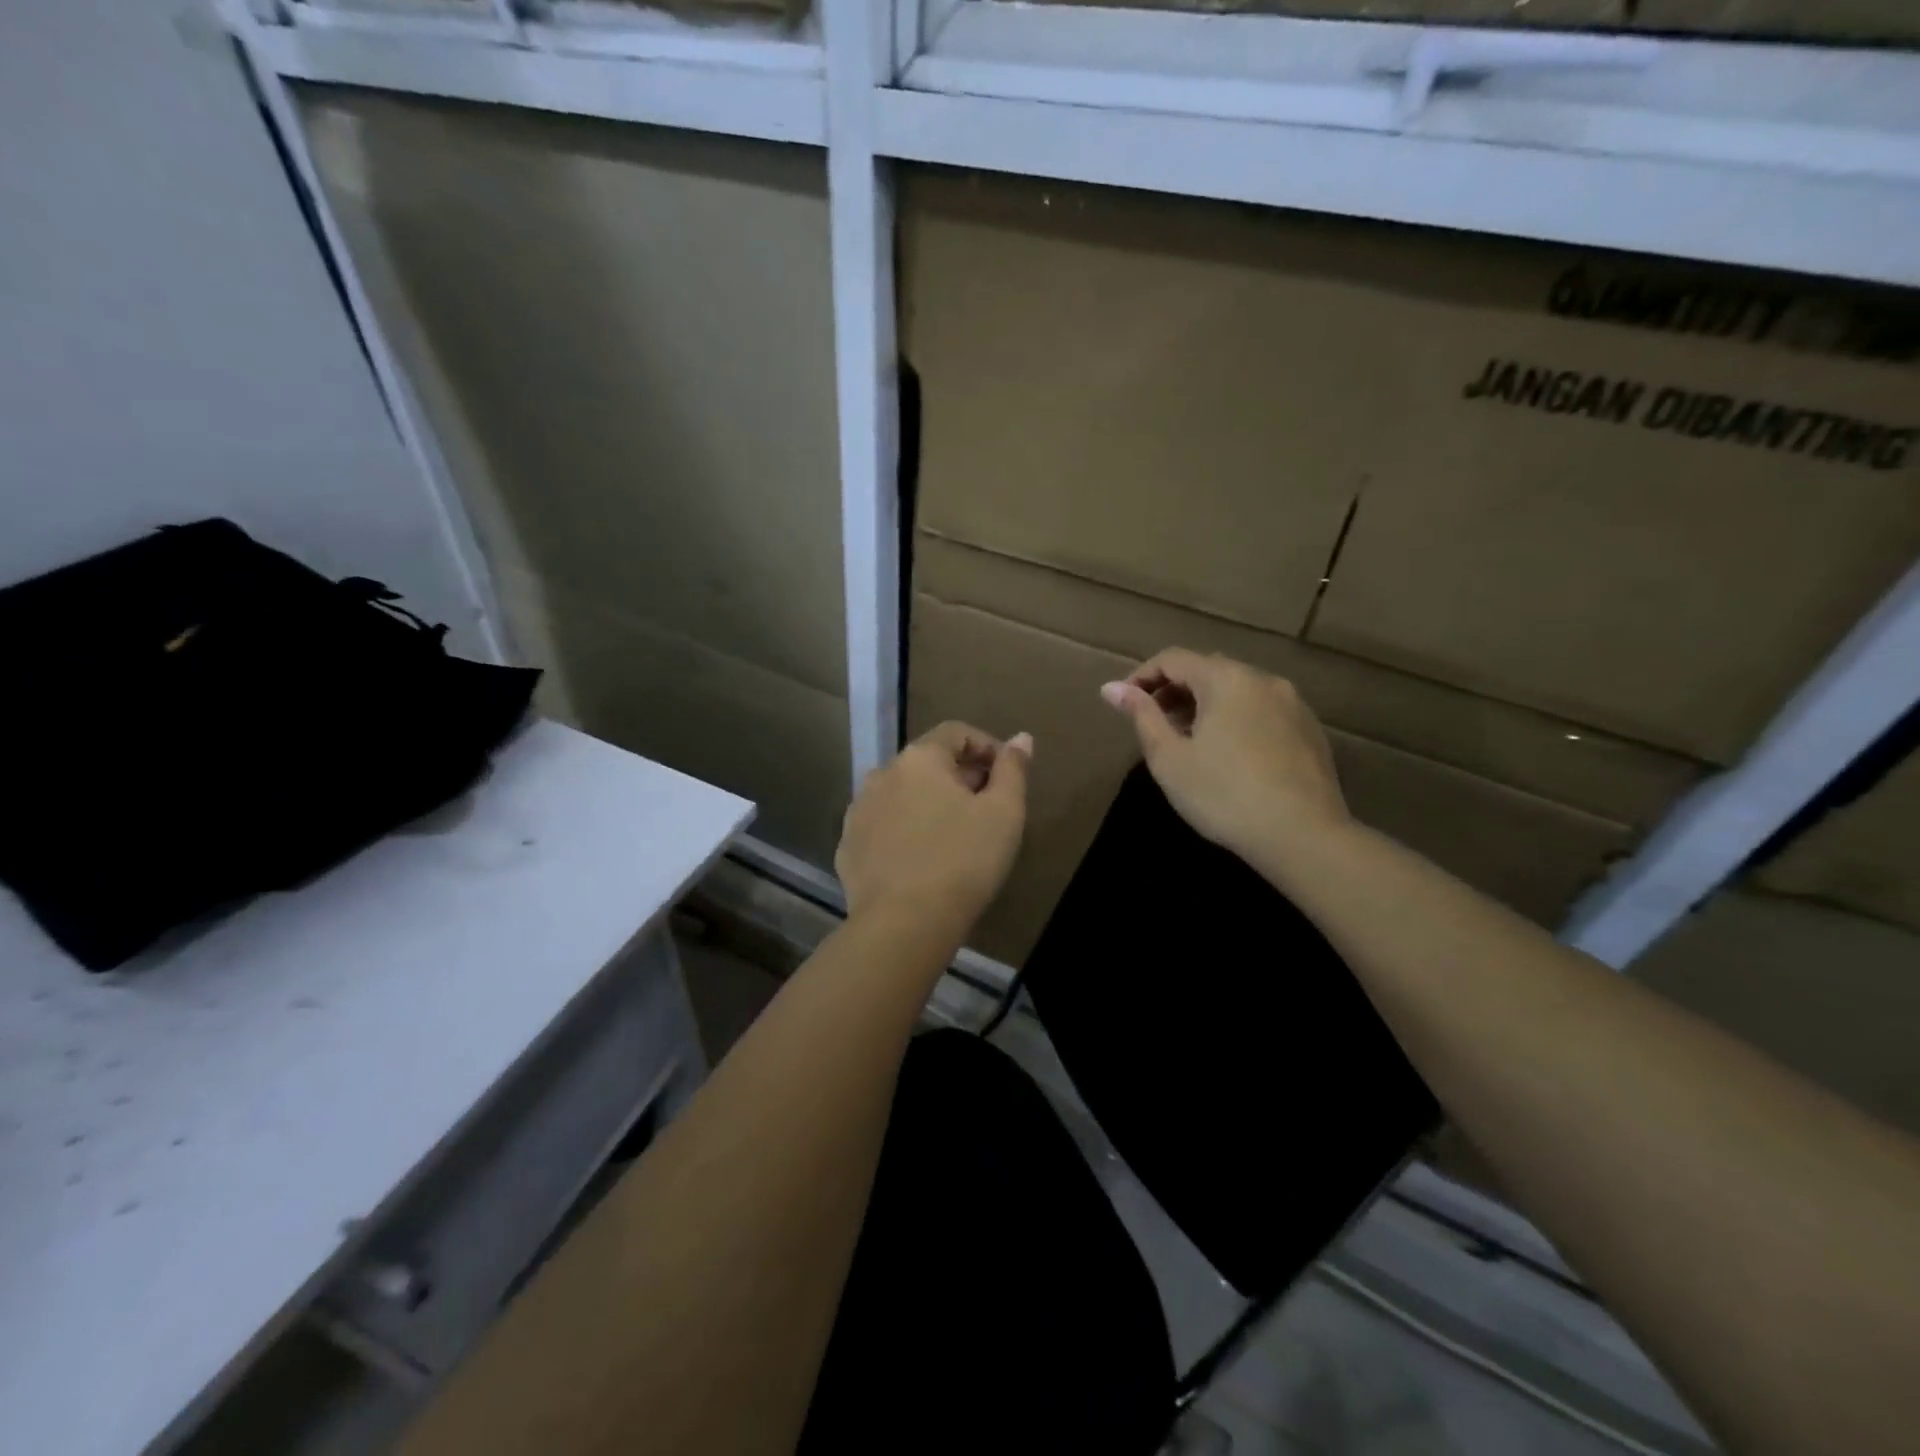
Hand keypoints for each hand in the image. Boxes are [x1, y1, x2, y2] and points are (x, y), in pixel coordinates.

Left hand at [835, 722, 1031, 929]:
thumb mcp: (1004, 813)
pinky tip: (920, 860)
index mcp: (919, 759)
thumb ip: (1013, 769)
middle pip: (927, 762)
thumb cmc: (963, 862)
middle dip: (960, 777)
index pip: (956, 732)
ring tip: (953, 835)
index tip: (1007, 775)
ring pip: (901, 795)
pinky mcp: (847, 847)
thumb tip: (1021, 738)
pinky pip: (882, 826)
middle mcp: (881, 775)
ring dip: (928, 803)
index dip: (987, 746)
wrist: (902, 925)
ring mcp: (858, 811)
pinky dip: (903, 831)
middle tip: (986, 808)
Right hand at [1101, 649, 1347, 859]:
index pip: (1173, 659)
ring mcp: (1293, 704)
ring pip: (1237, 690)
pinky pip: (1261, 711)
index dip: (1141, 677)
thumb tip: (1111, 688)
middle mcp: (1263, 680)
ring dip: (1205, 705)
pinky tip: (1228, 756)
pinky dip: (1235, 719)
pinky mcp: (1310, 731)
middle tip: (1153, 725)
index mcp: (1225, 679)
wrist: (1304, 836)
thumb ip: (1141, 716)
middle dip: (1173, 691)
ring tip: (1187, 741)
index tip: (1122, 704)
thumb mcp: (1169, 758)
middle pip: (1207, 670)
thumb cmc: (1223, 795)